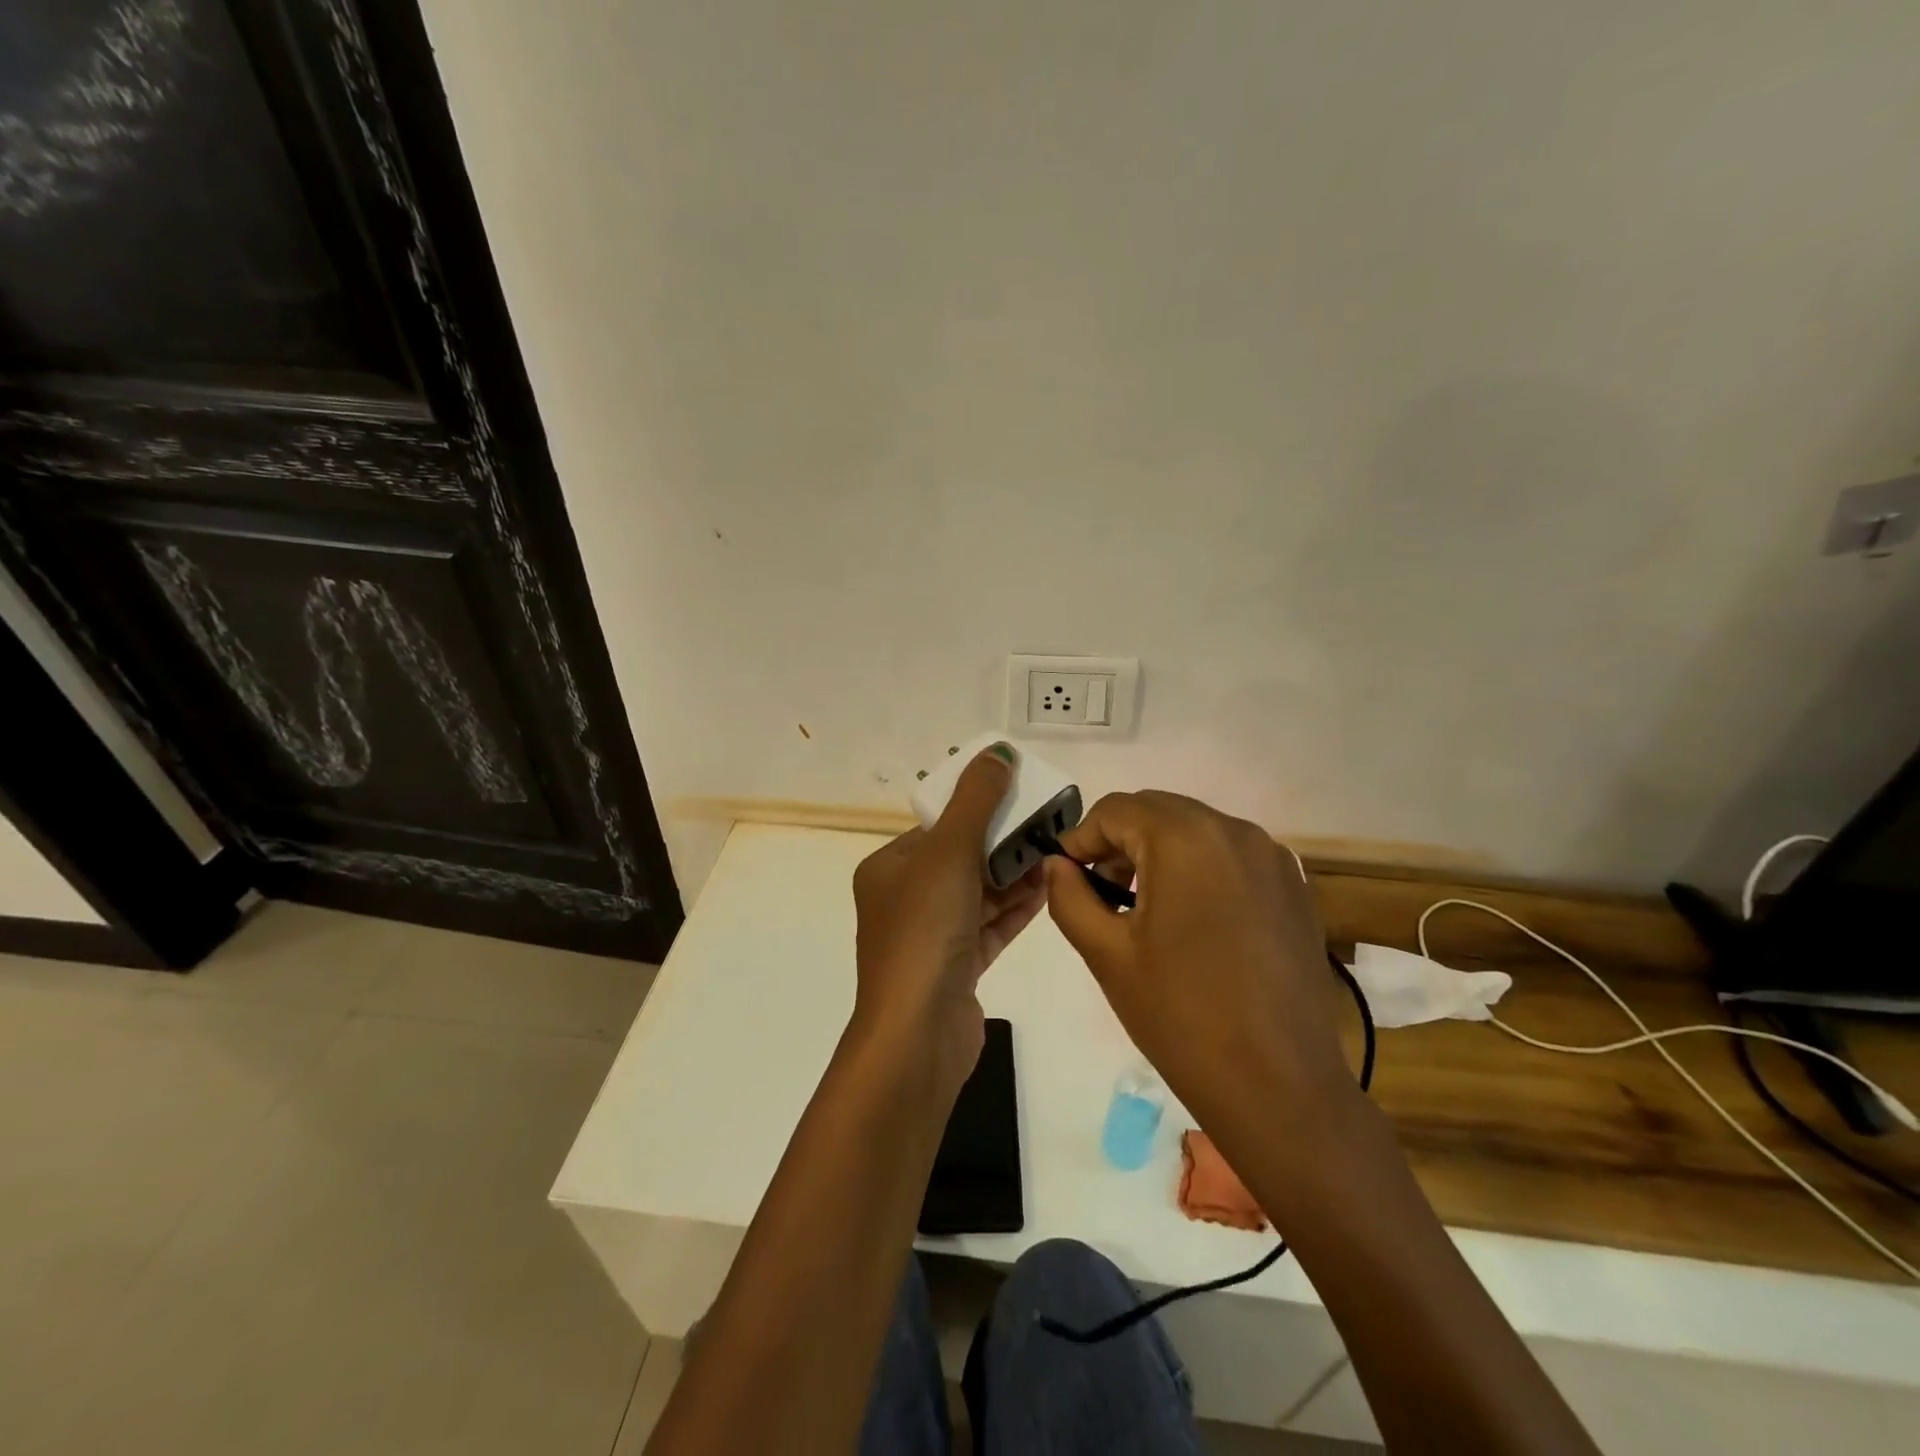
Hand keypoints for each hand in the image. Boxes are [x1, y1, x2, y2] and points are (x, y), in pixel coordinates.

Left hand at [851, 744, 1045, 1098]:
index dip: (979, 809)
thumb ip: (976, 800)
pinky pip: (990, 926)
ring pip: (978, 894)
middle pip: (961, 859)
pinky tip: (1049, 891)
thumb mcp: (949, 853)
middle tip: (1050, 825)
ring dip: (1015, 875)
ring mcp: (931, 937)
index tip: (1021, 797)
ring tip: (1058, 853)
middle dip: (1004, 842)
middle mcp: (904, 900)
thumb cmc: (924, 931)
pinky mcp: (956, 967)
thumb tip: (997, 751)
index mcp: (888, 869)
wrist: (918, 1034)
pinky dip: (1016, 909)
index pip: (938, 828)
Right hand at [1044, 791, 1353, 1132]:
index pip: (1116, 809)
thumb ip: (1069, 896)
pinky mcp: (1295, 889)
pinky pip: (1232, 856)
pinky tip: (1194, 922)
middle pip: (1158, 811)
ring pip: (1197, 830)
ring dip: (1160, 852)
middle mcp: (1235, 831)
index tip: (1067, 877)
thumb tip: (1056, 864)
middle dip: (1120, 841)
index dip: (1081, 838)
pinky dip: (1201, 868)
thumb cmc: (1181, 1017)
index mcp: (1185, 839)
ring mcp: (1273, 858)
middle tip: (1101, 892)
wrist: (1280, 1087)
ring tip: (1144, 908)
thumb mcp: (1107, 953)